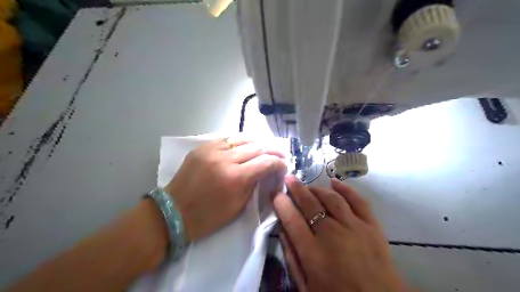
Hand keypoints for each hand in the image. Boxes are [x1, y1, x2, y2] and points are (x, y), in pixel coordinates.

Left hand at [166, 138, 283, 241]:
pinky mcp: (202, 147)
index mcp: (235, 178)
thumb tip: (265, 171)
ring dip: (258, 141)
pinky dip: (239, 141)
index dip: (279, 162)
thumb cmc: (208, 216)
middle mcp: (225, 159)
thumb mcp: (238, 206)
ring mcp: (211, 150)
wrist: (174, 212)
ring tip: (266, 145)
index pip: (266, 162)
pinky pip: (226, 139)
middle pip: (256, 147)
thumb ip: (254, 184)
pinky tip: (245, 145)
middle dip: (273, 149)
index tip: (284, 165)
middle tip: (281, 153)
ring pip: (242, 138)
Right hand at [273, 176, 407, 291]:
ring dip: (317, 188)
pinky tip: (335, 182)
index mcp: (313, 252)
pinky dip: (345, 189)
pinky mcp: (372, 225)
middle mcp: (331, 234)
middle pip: (310, 203)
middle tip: (288, 178)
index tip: (275, 193)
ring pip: (331, 198)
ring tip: (308, 187)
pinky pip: (357, 200)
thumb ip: (292, 258)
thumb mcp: (306, 286)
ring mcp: (353, 226)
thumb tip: (282, 230)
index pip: (291, 219)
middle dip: (296, 188)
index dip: (281, 203)